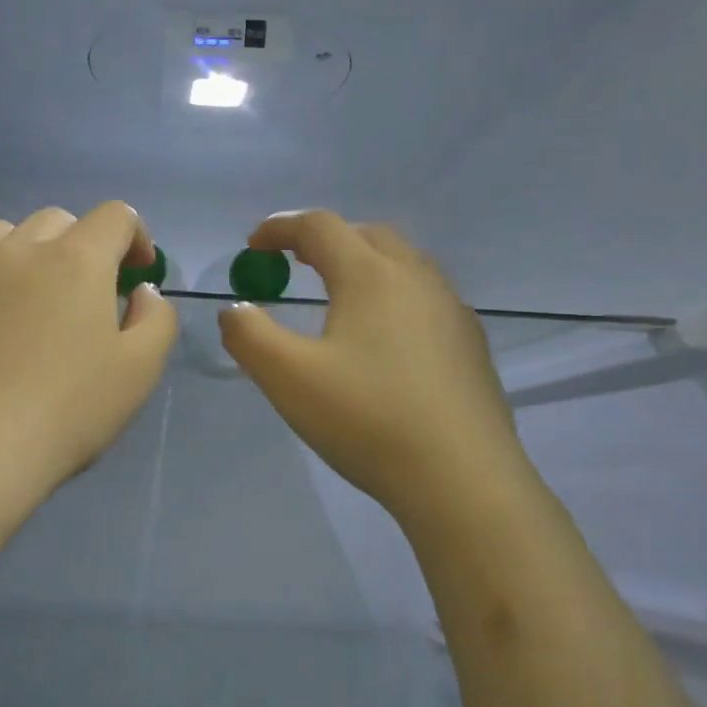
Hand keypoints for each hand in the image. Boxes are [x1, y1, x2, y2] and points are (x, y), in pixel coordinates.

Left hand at [0, 203, 178, 503]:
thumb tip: (142, 293)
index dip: (135, 237)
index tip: (137, 274)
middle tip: (86, 293)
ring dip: (24, 252)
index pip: (115, 217)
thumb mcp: (139, 371)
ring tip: (26, 293)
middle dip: (81, 245)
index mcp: (76, 260)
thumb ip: (156, 319)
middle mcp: (18, 250)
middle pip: (57, 220)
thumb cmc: (66, 412)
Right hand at [218, 211, 527, 514]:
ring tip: (337, 296)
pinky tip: (383, 338)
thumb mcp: (287, 377)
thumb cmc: (367, 419)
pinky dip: (392, 295)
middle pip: (366, 235)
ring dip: (363, 264)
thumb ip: (249, 335)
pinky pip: (424, 297)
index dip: (280, 228)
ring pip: (402, 264)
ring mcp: (451, 310)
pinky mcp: (470, 344)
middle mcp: (417, 278)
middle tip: (294, 264)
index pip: (320, 227)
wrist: (463, 480)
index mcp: (370, 275)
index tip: (253, 246)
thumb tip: (235, 310)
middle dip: (324, 240)